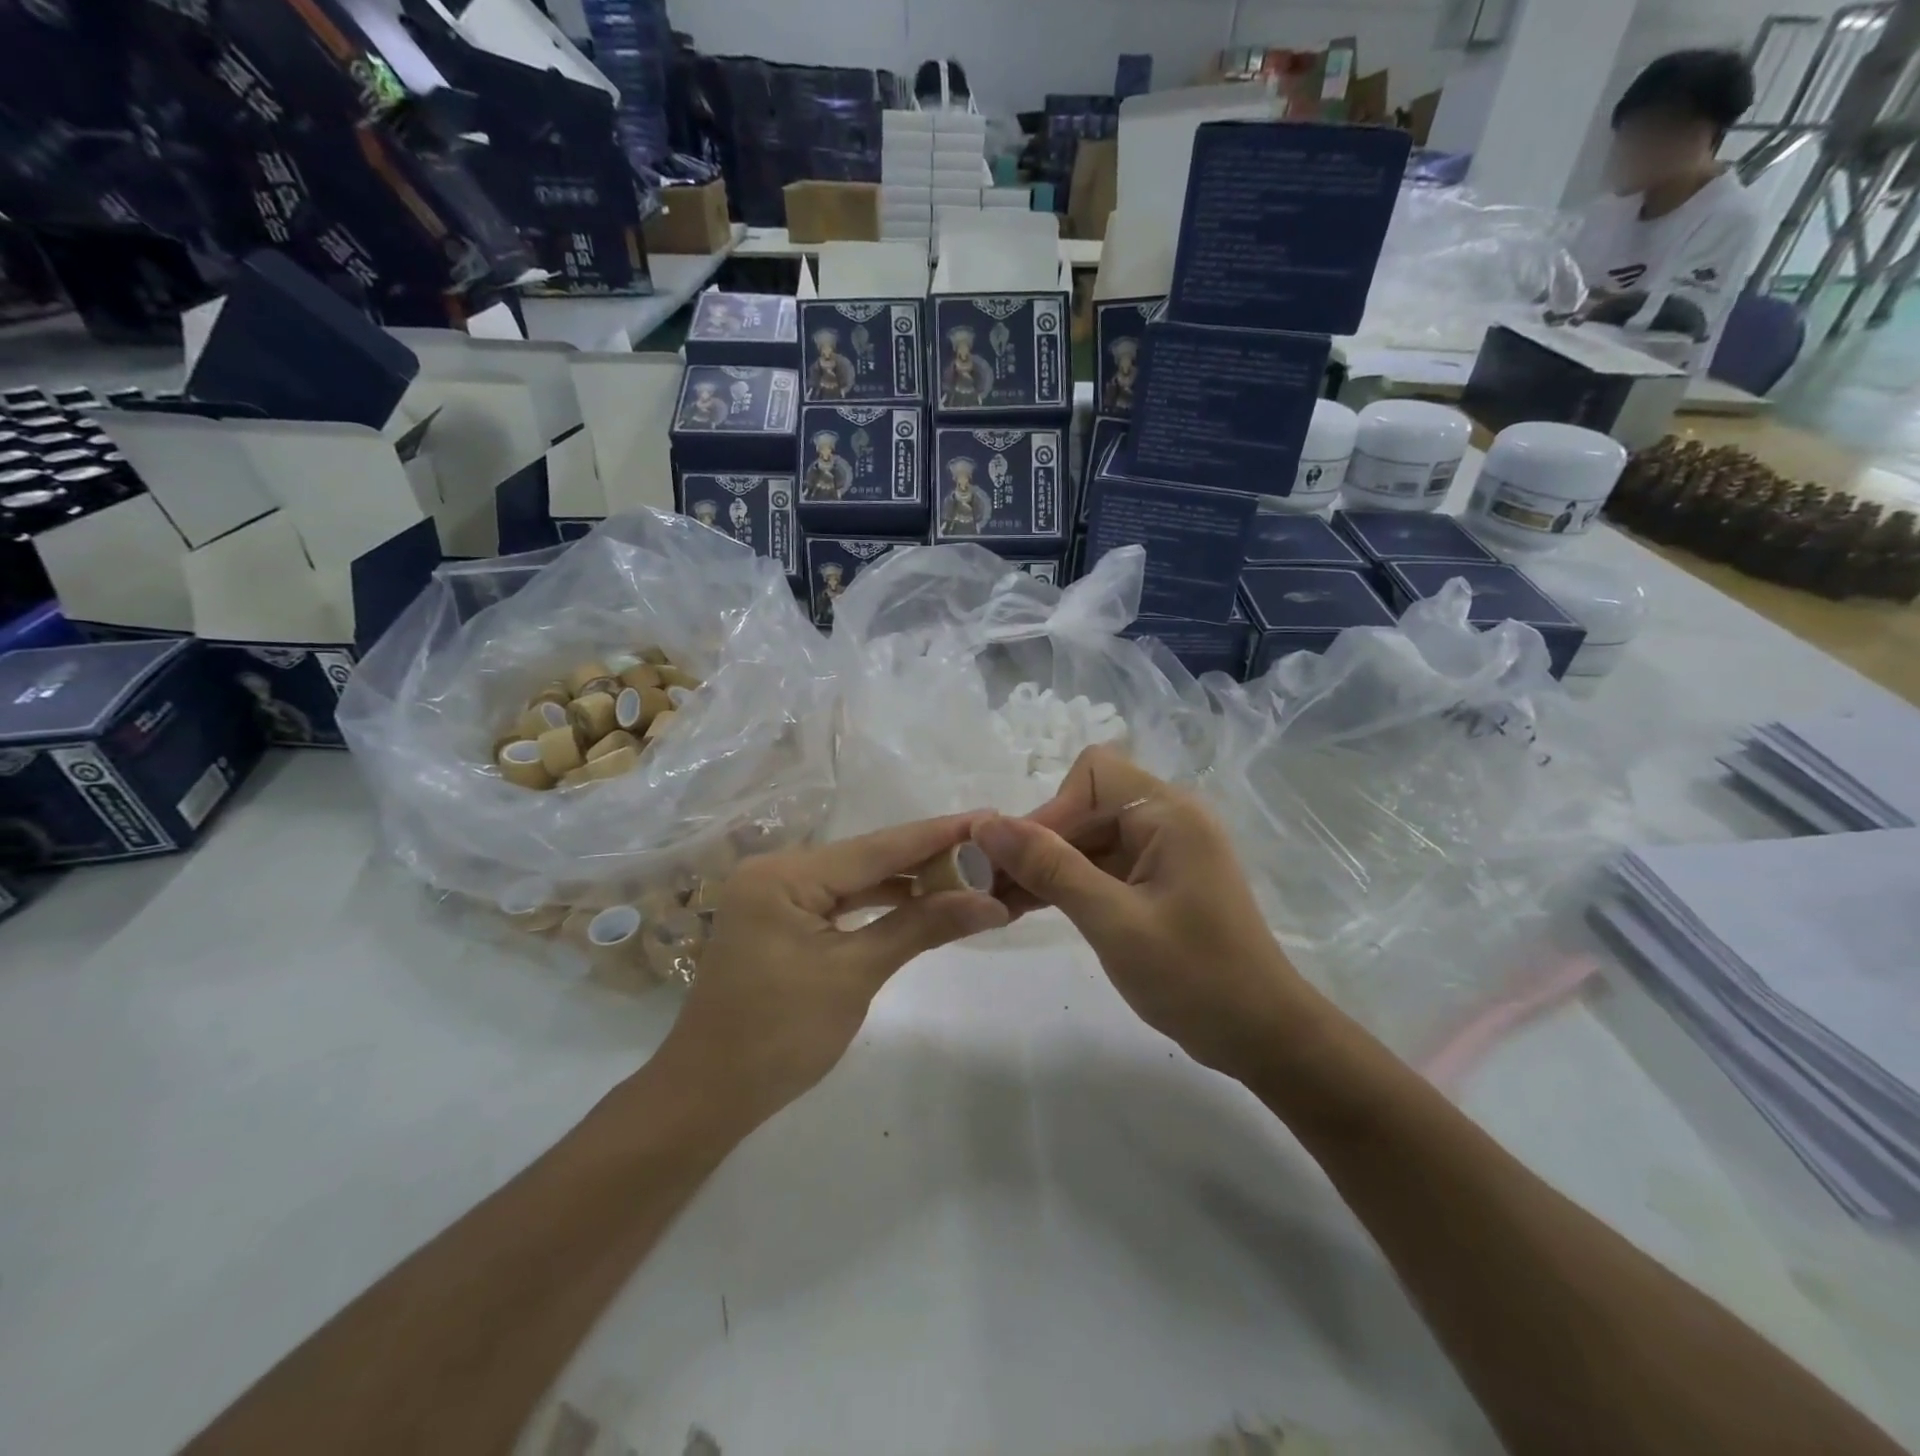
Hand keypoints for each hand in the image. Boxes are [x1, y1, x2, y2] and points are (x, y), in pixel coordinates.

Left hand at [654, 814, 1009, 1122]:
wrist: (707, 1098)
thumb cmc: (778, 1036)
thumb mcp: (855, 975)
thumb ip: (922, 927)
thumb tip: (991, 904)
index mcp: (784, 875)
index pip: (877, 847)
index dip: (937, 834)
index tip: (988, 818)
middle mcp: (776, 871)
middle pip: (866, 857)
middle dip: (926, 857)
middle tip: (987, 848)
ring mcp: (774, 896)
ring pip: (855, 879)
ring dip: (906, 881)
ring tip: (965, 872)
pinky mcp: (779, 921)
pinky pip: (839, 901)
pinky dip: (878, 904)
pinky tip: (918, 901)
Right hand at [971, 747, 1309, 1078]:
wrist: (1261, 1037)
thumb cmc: (1195, 977)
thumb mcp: (1114, 921)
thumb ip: (1051, 868)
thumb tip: (987, 824)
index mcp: (1168, 814)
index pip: (1092, 775)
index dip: (1050, 811)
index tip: (1019, 860)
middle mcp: (1166, 820)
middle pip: (1084, 805)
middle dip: (1039, 842)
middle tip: (990, 886)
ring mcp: (1161, 852)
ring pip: (1086, 838)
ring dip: (1045, 865)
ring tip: (995, 901)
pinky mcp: (1154, 881)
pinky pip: (1099, 866)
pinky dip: (1065, 883)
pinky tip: (1024, 907)